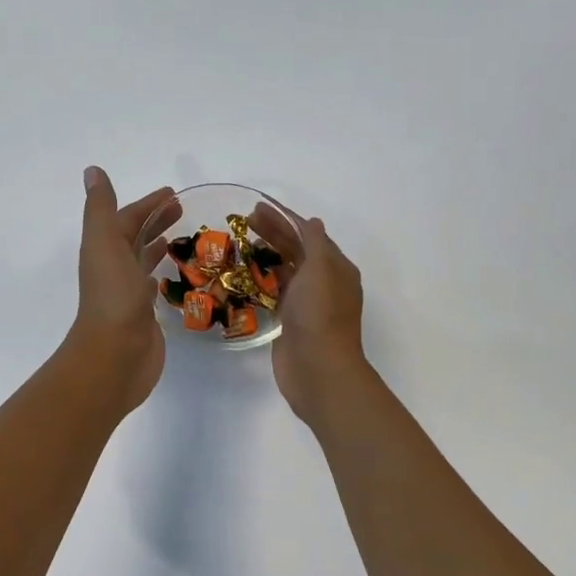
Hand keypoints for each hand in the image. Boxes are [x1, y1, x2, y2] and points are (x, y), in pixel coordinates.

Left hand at [68, 167, 180, 414]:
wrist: (115, 354)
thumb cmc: (113, 296)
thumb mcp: (105, 242)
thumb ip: (101, 208)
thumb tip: (92, 170)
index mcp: (104, 250)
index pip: (125, 219)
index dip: (146, 205)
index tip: (172, 193)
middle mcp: (114, 269)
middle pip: (134, 237)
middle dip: (155, 221)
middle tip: (182, 209)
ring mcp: (128, 294)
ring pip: (143, 261)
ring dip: (157, 246)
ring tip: (181, 237)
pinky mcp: (144, 316)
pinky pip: (152, 288)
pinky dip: (160, 275)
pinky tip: (172, 275)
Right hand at [250, 201, 368, 426]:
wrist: (318, 369)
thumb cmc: (320, 315)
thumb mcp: (321, 270)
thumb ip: (315, 243)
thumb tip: (311, 222)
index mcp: (336, 267)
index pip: (308, 233)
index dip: (284, 217)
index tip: (258, 207)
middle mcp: (323, 282)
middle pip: (295, 249)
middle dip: (272, 232)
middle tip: (243, 220)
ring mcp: (306, 302)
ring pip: (284, 270)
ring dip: (265, 254)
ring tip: (240, 242)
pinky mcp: (290, 321)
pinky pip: (275, 292)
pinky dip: (262, 280)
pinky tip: (244, 274)